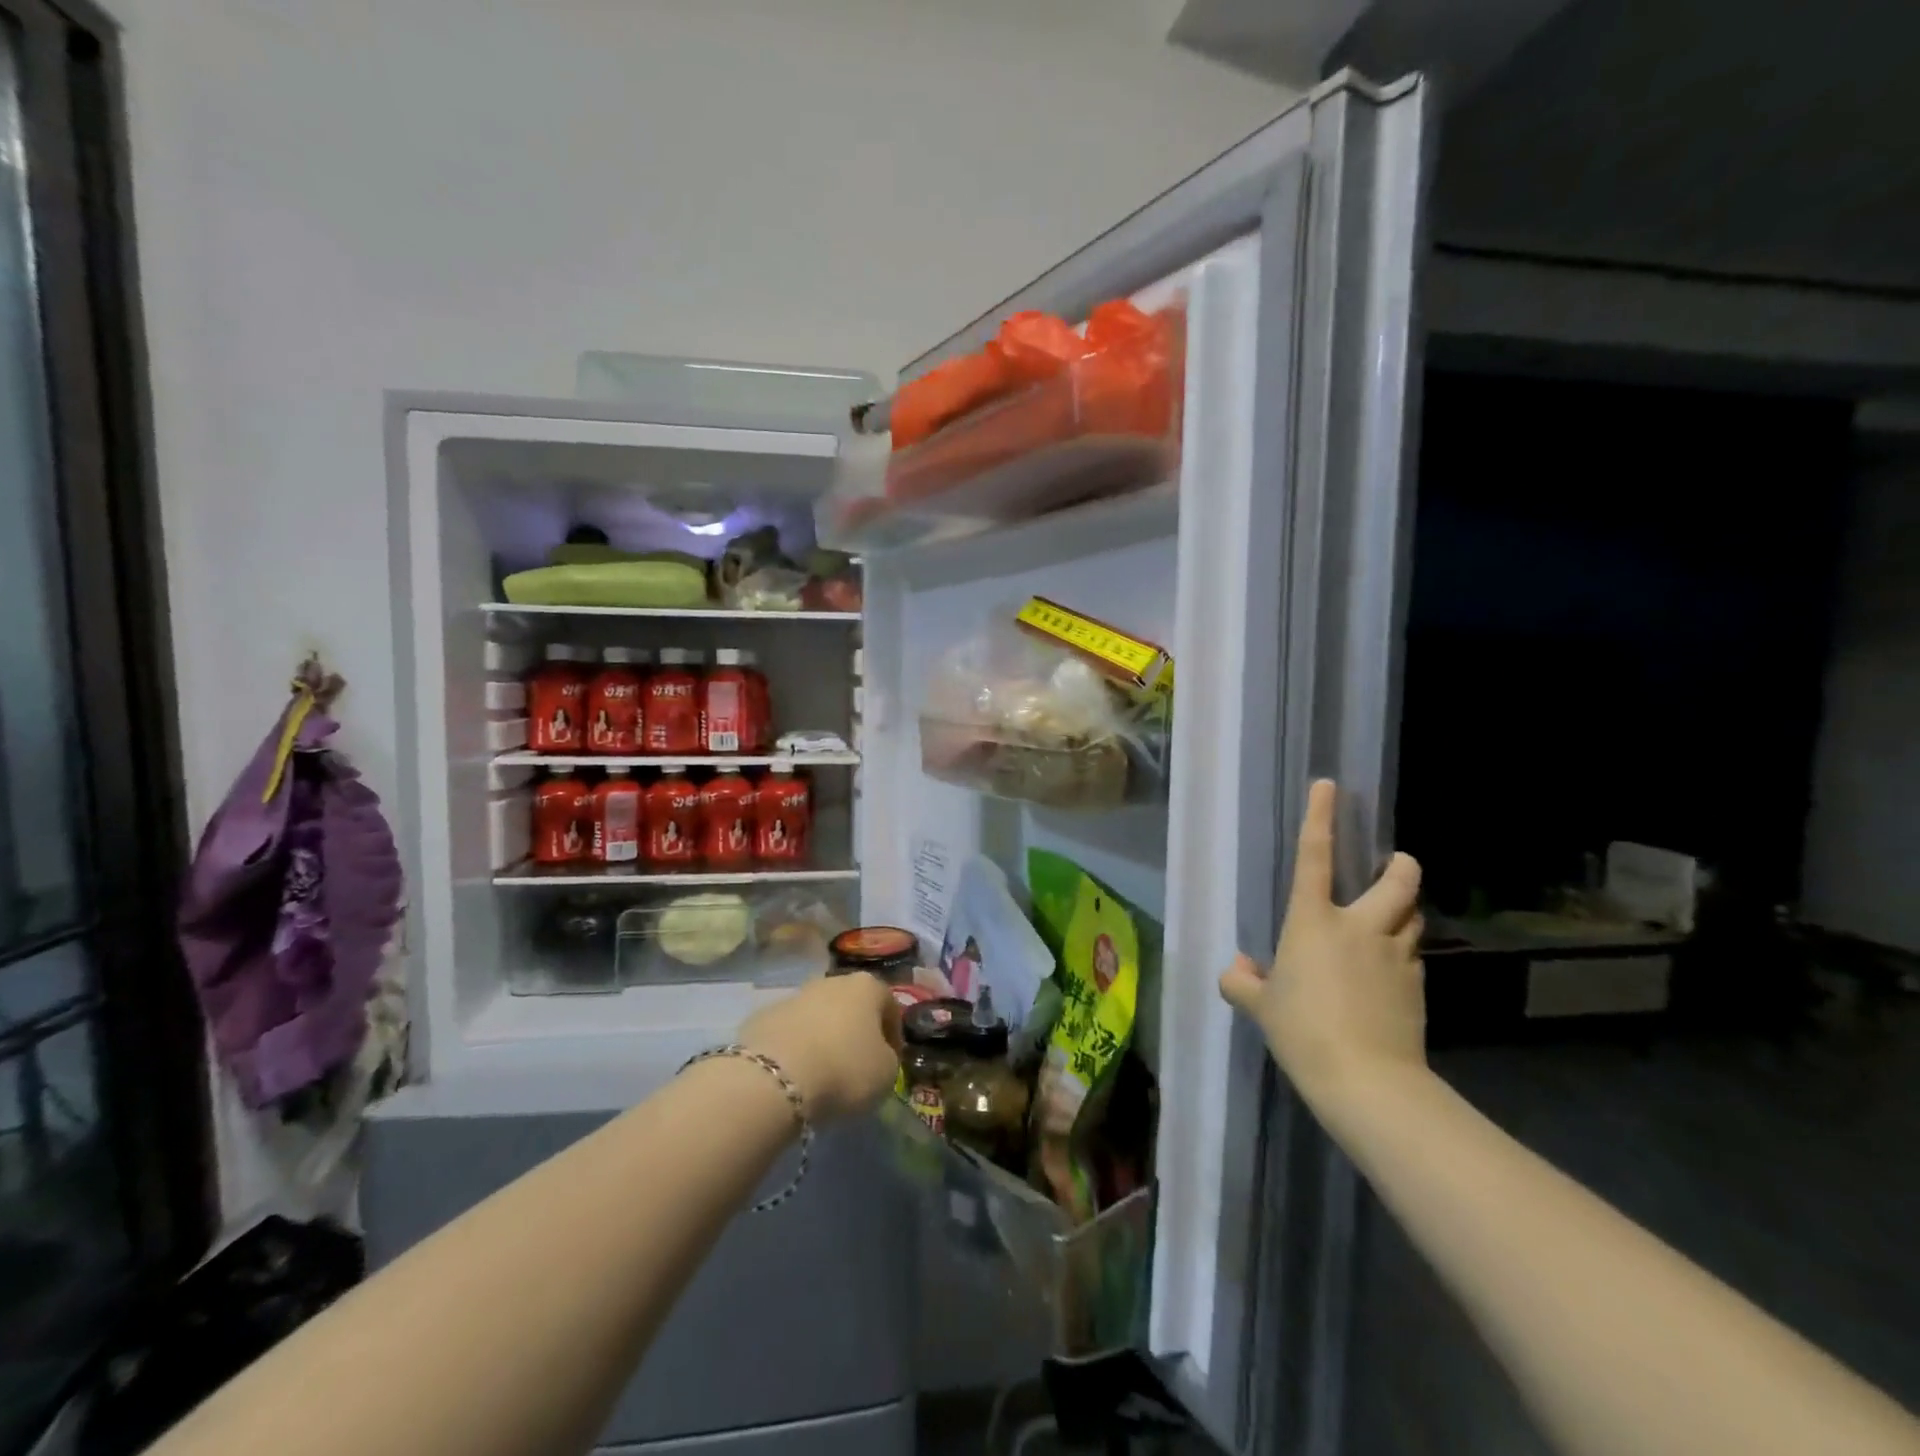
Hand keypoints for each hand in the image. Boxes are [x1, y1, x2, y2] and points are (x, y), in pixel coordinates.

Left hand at [741, 973, 902, 1122]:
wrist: (776, 1077)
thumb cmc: (844, 1069)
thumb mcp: (886, 1073)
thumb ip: (888, 1058)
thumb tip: (876, 1055)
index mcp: (867, 987)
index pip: (890, 1006)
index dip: (893, 1035)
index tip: (890, 1062)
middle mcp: (831, 981)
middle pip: (851, 1005)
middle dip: (855, 1031)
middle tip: (856, 1065)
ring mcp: (794, 995)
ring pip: (817, 1016)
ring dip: (823, 1038)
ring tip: (822, 1073)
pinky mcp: (763, 1016)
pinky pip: (789, 1033)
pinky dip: (795, 1049)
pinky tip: (794, 1075)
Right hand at [1219, 779, 1427, 1111]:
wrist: (1366, 1079)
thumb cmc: (1302, 1029)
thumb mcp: (1260, 1006)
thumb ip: (1242, 982)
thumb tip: (1239, 970)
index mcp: (1313, 921)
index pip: (1314, 856)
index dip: (1320, 817)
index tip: (1329, 786)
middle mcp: (1359, 927)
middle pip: (1396, 882)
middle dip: (1400, 867)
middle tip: (1397, 864)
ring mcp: (1395, 956)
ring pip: (1413, 917)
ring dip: (1405, 912)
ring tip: (1394, 919)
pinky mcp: (1417, 986)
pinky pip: (1413, 958)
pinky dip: (1405, 955)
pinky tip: (1391, 975)